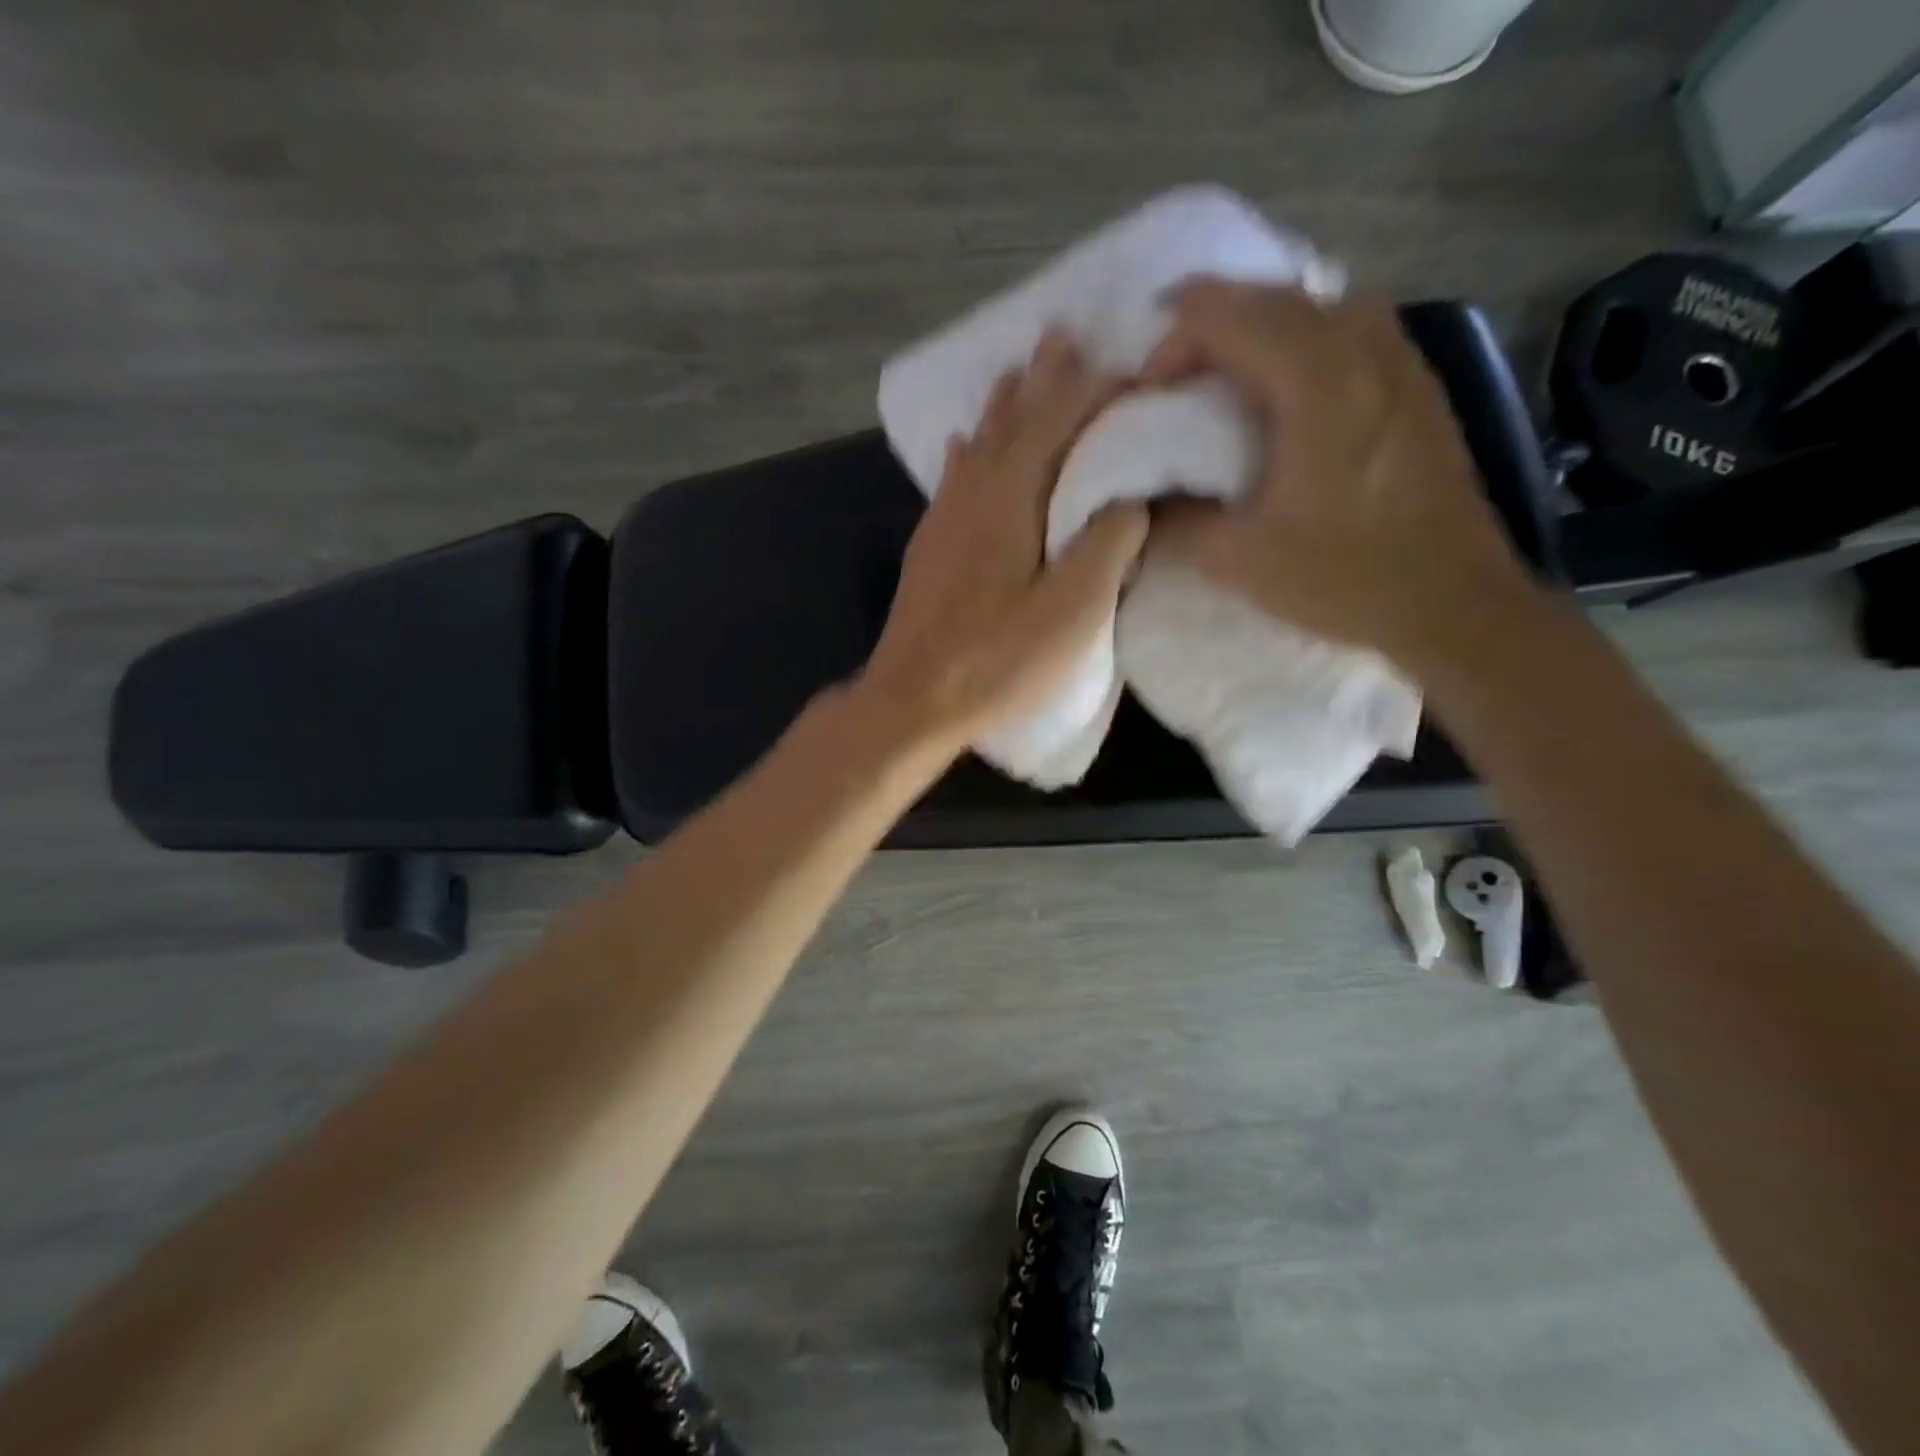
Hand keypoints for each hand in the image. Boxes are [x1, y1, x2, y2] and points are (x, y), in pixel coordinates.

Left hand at [860, 329, 1148, 750]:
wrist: (912, 699)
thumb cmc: (996, 661)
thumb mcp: (1071, 611)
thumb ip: (1106, 545)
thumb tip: (1130, 496)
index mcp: (1011, 500)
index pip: (1057, 424)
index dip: (1093, 391)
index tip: (1128, 365)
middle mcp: (972, 496)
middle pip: (1012, 422)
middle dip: (1043, 379)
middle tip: (1063, 334)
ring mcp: (944, 521)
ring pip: (980, 445)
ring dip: (1003, 406)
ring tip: (1017, 372)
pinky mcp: (930, 548)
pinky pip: (953, 481)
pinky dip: (966, 455)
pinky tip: (962, 445)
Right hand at [1143, 279, 1539, 667]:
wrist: (1453, 602)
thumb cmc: (1344, 578)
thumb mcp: (1238, 561)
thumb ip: (1176, 519)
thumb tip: (1140, 496)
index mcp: (1316, 385)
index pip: (1228, 318)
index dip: (1173, 342)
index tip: (1147, 394)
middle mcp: (1362, 352)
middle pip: (1272, 298)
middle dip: (1208, 322)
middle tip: (1168, 370)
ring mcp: (1399, 362)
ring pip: (1316, 306)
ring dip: (1259, 324)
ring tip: (1223, 367)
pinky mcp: (1417, 385)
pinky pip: (1350, 329)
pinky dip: (1303, 337)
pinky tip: (1287, 383)